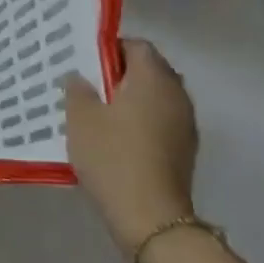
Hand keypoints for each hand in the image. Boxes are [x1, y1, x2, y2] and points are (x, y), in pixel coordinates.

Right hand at [64, 38, 198, 253]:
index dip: (110, 48)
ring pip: (156, 97)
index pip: (137, 46)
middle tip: (88, 86)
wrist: (150, 217)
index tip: (86, 63)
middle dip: (120, 74)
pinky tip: (116, 138)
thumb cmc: (112, 156)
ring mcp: (185, 124)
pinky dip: (141, 121)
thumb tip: (80, 77)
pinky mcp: (185, 150)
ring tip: (99, 113)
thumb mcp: (80, 117)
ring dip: (131, 99)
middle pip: (150, 70)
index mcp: (154, 78)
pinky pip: (160, 121)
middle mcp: (177, 95)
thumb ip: (78, 89)